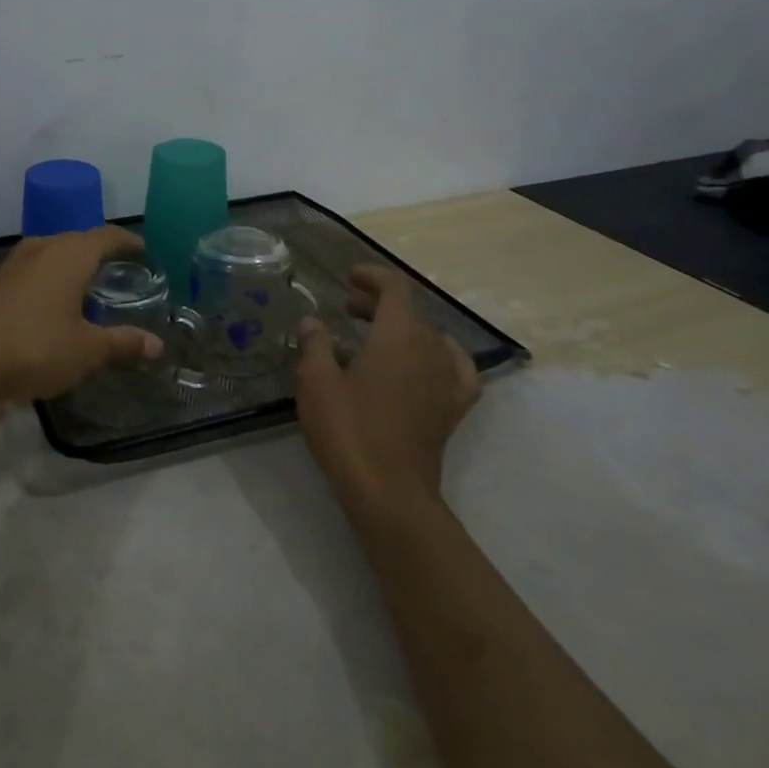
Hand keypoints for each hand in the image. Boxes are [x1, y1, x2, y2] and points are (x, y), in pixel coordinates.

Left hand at [0, 225, 163, 402]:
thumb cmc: (34, 347)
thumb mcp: (87, 351)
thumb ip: (122, 344)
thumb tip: (156, 345)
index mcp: (70, 253)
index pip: (108, 236)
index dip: (129, 242)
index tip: (146, 252)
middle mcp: (41, 247)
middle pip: (78, 241)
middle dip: (100, 255)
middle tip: (121, 275)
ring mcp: (11, 263)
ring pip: (51, 255)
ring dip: (71, 268)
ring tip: (88, 291)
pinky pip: (31, 272)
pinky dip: (48, 282)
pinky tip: (50, 309)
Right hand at [294, 265, 479, 515]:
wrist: (389, 490)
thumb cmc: (348, 428)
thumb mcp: (316, 380)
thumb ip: (315, 344)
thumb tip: (313, 322)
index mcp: (399, 334)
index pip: (395, 288)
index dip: (373, 277)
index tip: (349, 277)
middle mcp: (431, 348)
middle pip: (410, 312)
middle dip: (378, 304)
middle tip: (346, 310)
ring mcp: (448, 379)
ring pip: (429, 337)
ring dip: (402, 329)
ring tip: (375, 338)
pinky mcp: (454, 407)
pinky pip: (455, 368)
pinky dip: (439, 356)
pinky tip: (425, 365)